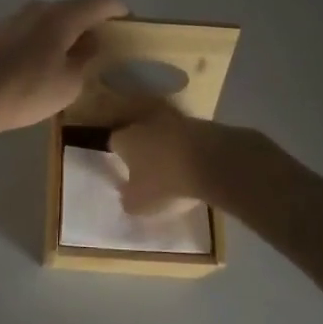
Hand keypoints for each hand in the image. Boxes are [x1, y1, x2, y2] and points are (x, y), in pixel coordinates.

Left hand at [0, 0, 130, 140]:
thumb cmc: (26, 90)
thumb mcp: (69, 84)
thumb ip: (86, 59)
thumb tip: (90, 43)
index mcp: (63, 16)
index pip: (102, 1)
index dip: (119, 10)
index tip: (128, 24)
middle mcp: (40, 8)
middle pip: (75, 8)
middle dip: (91, 24)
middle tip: (102, 49)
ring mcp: (16, 17)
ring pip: (51, 19)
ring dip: (66, 33)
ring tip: (71, 60)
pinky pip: (32, 29)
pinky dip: (45, 40)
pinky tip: (41, 66)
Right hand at [111, 108, 271, 215]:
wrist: (209, 161)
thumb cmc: (164, 181)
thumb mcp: (139, 203)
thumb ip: (128, 200)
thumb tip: (126, 195)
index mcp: (124, 139)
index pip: (112, 142)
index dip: (116, 155)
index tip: (120, 167)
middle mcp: (144, 123)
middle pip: (137, 133)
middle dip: (140, 148)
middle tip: (144, 168)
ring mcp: (172, 120)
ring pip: (161, 133)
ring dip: (164, 146)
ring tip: (169, 167)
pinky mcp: (197, 123)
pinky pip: (183, 136)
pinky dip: (184, 147)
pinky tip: (190, 163)